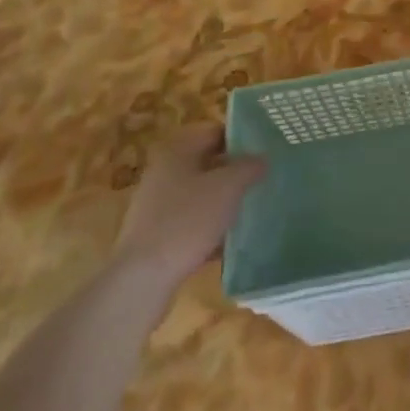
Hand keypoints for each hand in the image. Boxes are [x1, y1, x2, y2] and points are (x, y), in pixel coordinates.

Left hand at [114, 125, 264, 277]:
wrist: (143, 279)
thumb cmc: (187, 220)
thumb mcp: (228, 187)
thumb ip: (249, 167)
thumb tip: (262, 158)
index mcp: (177, 150)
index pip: (215, 131)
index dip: (242, 138)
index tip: (266, 150)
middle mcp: (163, 172)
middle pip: (208, 163)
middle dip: (235, 171)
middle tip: (264, 179)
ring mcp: (156, 205)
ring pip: (201, 194)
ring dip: (224, 200)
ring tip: (253, 209)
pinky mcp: (156, 235)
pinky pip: (191, 221)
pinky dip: (210, 226)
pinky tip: (231, 241)